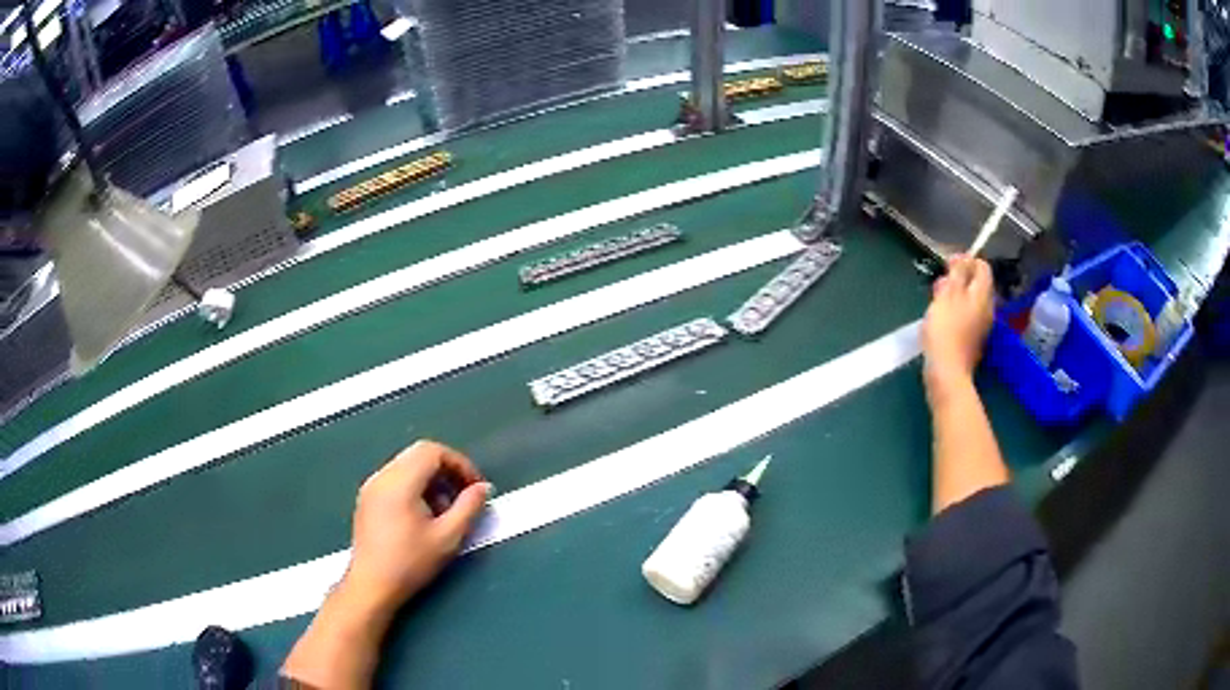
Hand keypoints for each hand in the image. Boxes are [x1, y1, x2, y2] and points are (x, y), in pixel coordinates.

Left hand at [343, 440, 491, 612]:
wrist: (372, 585)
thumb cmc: (411, 563)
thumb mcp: (448, 537)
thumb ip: (469, 507)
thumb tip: (483, 487)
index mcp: (400, 482)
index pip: (433, 451)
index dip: (459, 463)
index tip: (475, 487)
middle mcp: (382, 476)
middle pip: (419, 455)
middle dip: (446, 470)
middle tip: (464, 496)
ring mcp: (371, 486)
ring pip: (407, 466)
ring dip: (431, 480)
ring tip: (445, 511)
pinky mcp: (367, 499)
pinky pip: (395, 478)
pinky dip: (415, 487)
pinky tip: (423, 516)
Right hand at [922, 255, 994, 391]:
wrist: (947, 372)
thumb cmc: (945, 330)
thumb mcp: (947, 295)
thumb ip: (957, 273)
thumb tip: (964, 257)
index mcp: (983, 295)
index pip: (983, 267)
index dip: (966, 260)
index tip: (947, 265)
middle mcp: (987, 308)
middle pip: (977, 284)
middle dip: (959, 279)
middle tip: (939, 285)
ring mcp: (982, 326)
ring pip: (971, 301)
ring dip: (955, 296)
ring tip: (937, 302)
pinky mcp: (973, 341)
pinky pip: (967, 317)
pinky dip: (956, 312)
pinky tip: (941, 320)